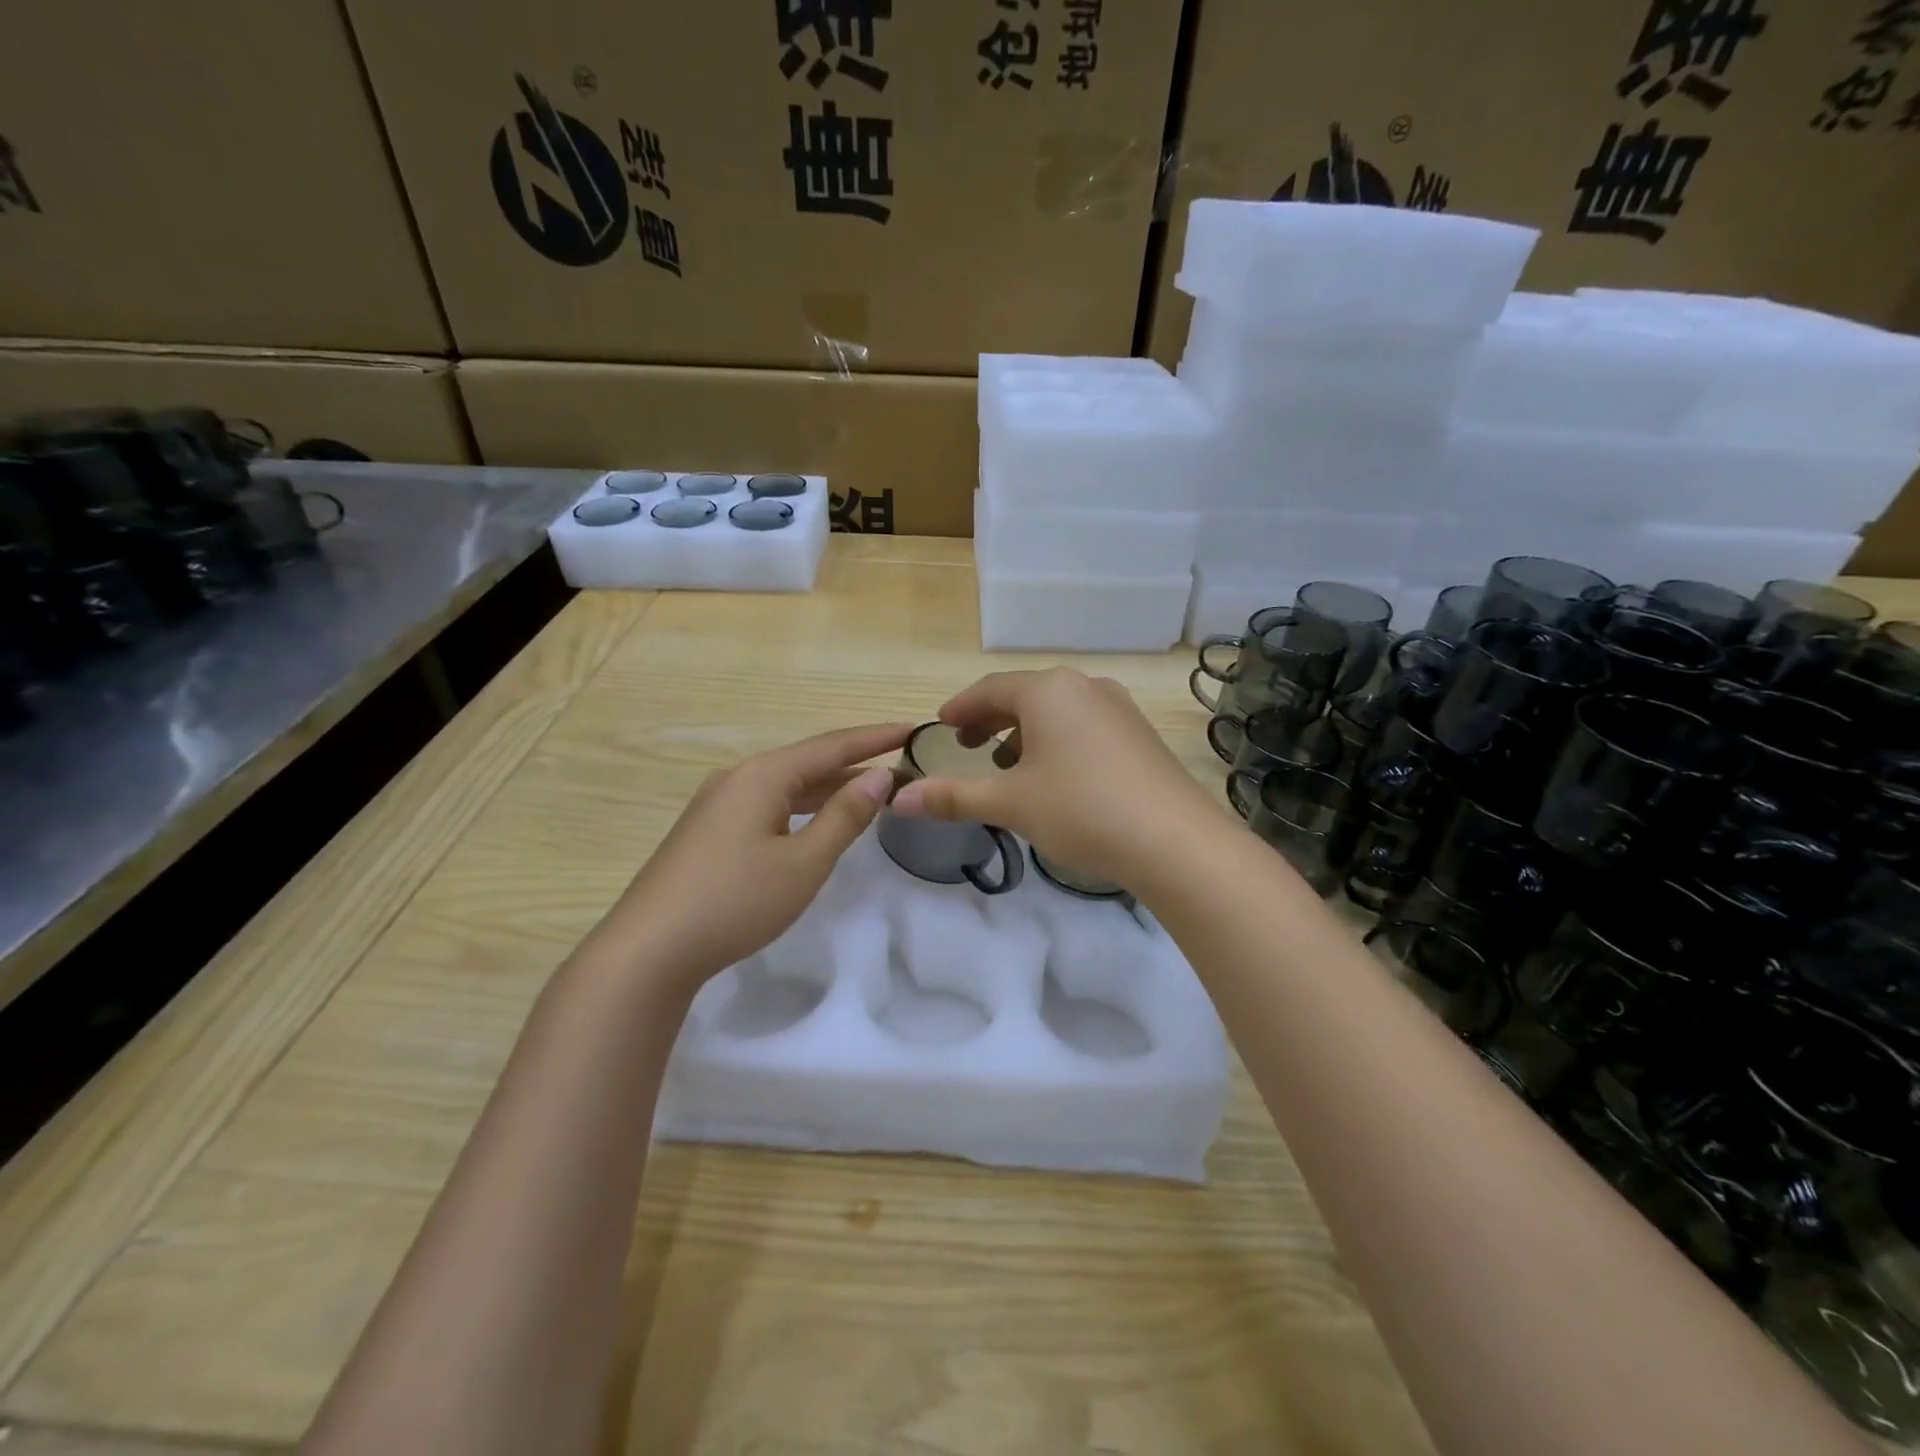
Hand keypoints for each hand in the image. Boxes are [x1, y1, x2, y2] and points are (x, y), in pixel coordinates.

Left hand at [595, 722, 912, 989]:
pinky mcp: (709, 831)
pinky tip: (817, 820)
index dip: (875, 737)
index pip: (831, 746)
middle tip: (901, 764)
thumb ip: (844, 817)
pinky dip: (803, 806)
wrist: (649, 949)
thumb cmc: (735, 901)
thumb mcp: (803, 863)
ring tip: (872, 790)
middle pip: (808, 761)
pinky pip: (769, 804)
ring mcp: (718, 804)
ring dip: (830, 787)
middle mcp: (738, 778)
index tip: (913, 728)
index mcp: (763, 776)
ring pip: (787, 785)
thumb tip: (880, 777)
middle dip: (855, 762)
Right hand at [889, 669, 1215, 892]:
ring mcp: (1118, 707)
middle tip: (967, 745)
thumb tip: (899, 799)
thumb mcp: (1010, 803)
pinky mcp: (1139, 732)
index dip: (960, 708)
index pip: (989, 689)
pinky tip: (1056, 776)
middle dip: (990, 719)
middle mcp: (1083, 686)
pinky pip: (1084, 724)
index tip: (940, 725)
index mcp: (1047, 690)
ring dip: (1024, 732)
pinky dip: (1057, 740)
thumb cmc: (1080, 810)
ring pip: (1057, 710)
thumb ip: (953, 797)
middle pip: (1024, 695)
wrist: (1175, 840)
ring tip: (1008, 764)